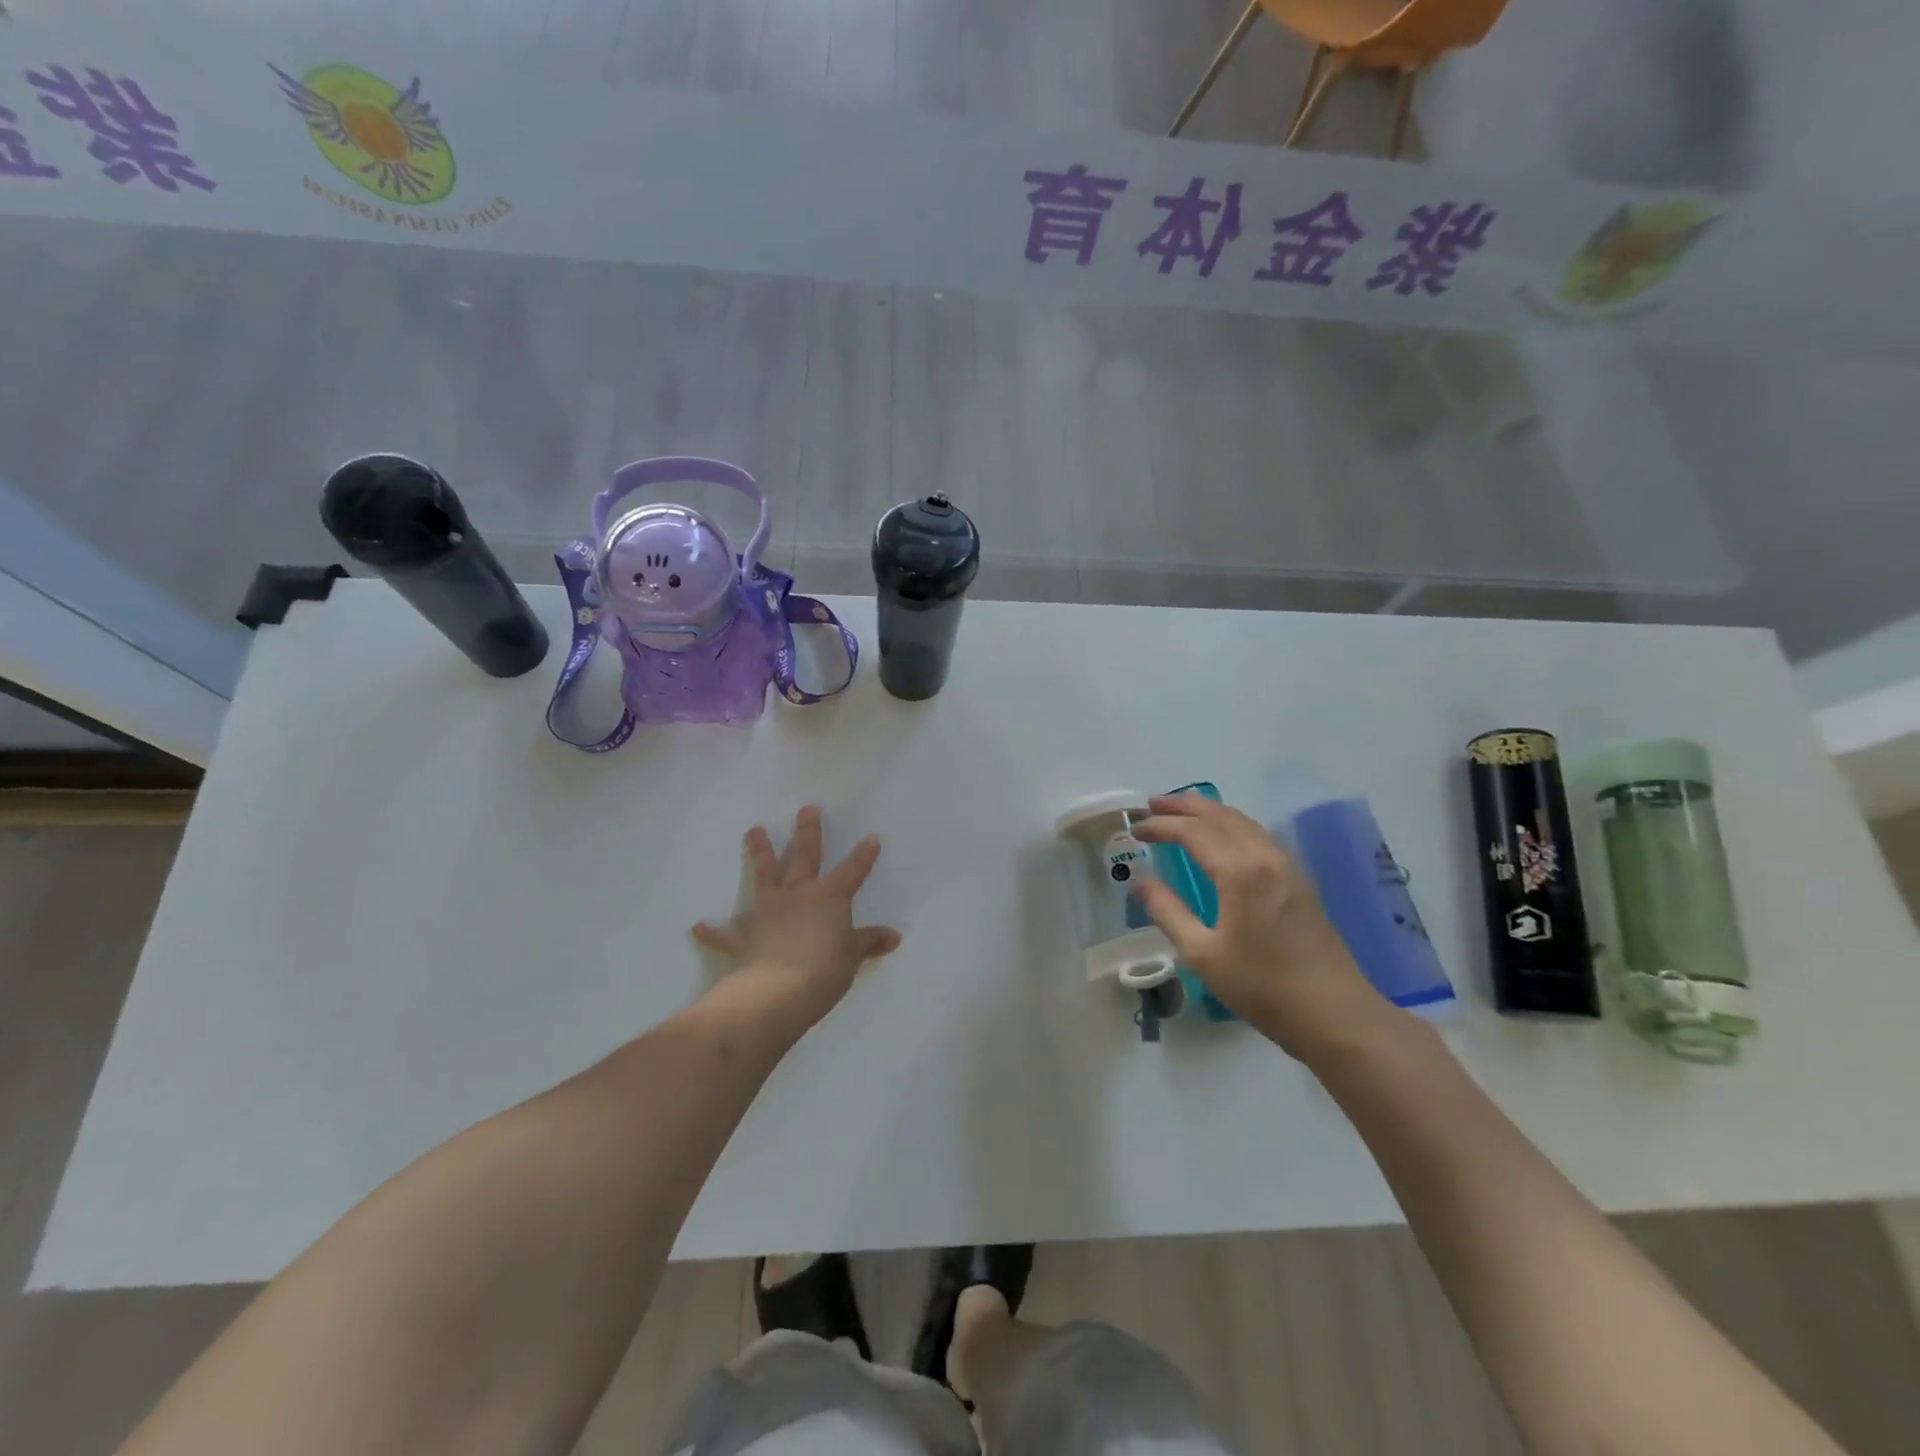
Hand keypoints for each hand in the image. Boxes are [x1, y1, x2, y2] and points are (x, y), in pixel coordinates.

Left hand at [692, 806, 901, 1038]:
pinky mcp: (745, 936)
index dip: (863, 855)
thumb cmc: (824, 970)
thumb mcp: (852, 957)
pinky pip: (727, 933)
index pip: (853, 870)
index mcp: (830, 897)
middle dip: (808, 832)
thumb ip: (868, 942)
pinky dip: (714, 931)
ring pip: (765, 875)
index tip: (871, 838)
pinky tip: (699, 926)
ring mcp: (769, 911)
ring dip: (760, 853)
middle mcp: (799, 894)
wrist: (778, 991)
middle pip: (805, 856)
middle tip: (807, 809)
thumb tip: (893, 936)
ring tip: (754, 830)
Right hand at [1132, 793, 1387, 1058]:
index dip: (1160, 825)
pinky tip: (1223, 835)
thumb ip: (1168, 912)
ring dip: (1209, 811)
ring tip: (1182, 809)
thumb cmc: (1261, 986)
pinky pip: (1258, 834)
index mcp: (1239, 872)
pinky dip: (1231, 823)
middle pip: (1220, 816)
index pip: (1192, 832)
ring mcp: (1287, 865)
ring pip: (1243, 821)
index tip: (1135, 828)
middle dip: (1183, 806)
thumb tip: (1142, 881)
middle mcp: (1264, 857)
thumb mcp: (1202, 954)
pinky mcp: (1299, 879)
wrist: (1334, 1013)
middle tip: (1152, 804)